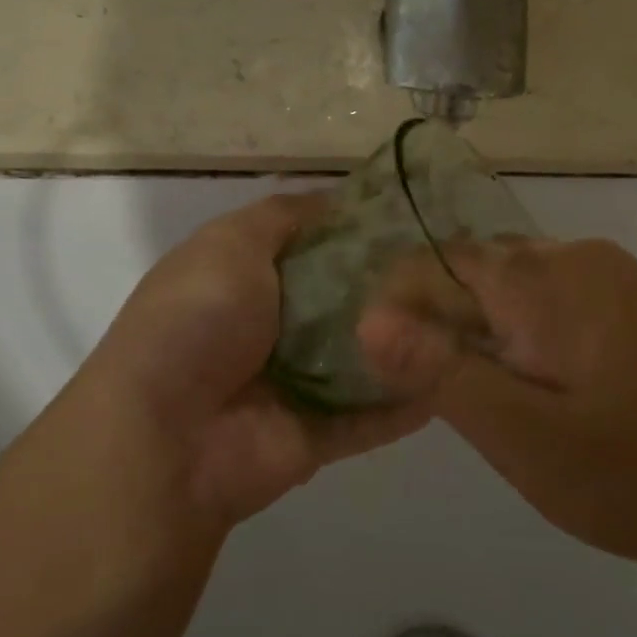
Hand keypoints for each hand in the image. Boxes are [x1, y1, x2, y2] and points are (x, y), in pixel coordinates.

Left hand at [74, 192, 431, 531]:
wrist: (166, 436)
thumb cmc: (198, 321)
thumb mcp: (231, 244)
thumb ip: (283, 217)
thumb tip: (334, 200)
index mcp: (244, 278)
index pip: (313, 244)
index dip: (358, 229)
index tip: (413, 214)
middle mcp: (270, 328)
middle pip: (343, 300)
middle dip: (390, 285)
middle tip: (453, 265)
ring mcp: (293, 385)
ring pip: (362, 359)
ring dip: (404, 343)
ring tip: (469, 316)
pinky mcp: (315, 436)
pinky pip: (370, 416)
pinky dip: (405, 401)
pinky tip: (455, 377)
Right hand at [358, 238, 636, 583]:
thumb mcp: (523, 436)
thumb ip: (441, 372)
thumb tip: (366, 318)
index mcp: (542, 279)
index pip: (436, 263)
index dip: (399, 308)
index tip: (389, 369)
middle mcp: (576, 258)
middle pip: (475, 269)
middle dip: (441, 321)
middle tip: (437, 396)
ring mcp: (613, 277)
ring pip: (513, 285)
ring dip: (484, 329)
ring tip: (484, 397)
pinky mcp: (636, 303)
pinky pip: (553, 298)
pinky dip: (525, 332)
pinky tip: (538, 386)